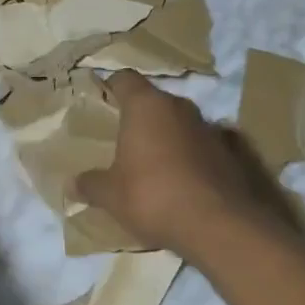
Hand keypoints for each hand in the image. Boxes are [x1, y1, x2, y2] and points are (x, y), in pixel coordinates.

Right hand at [73, 70, 295, 256]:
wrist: (218, 225)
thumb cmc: (153, 196)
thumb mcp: (111, 195)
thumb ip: (90, 184)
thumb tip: (72, 183)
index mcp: (147, 106)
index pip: (125, 79)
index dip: (111, 86)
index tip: (101, 99)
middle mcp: (180, 107)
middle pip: (155, 100)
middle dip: (140, 116)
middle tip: (123, 137)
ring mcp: (209, 128)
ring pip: (180, 122)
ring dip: (167, 136)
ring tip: (152, 162)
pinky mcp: (231, 152)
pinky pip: (202, 145)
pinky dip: (191, 155)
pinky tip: (183, 178)